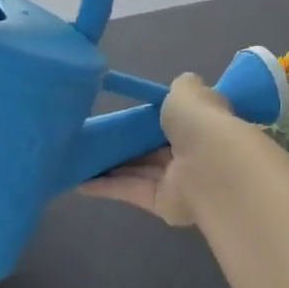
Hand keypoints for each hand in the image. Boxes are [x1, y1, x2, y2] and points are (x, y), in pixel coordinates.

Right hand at [77, 76, 234, 225]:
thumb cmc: (200, 122)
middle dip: (127, 144)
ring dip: (111, 166)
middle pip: (153, 148)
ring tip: (79, 158)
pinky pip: (130, 191)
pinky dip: (106, 187)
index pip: (176, 121)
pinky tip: (79, 182)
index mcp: (201, 125)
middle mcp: (191, 153)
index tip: (126, 114)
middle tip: (93, 136)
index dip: (152, 118)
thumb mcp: (187, 91)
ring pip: (139, 171)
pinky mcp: (160, 203)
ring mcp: (176, 181)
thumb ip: (181, 87)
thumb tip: (182, 84)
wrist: (210, 166)